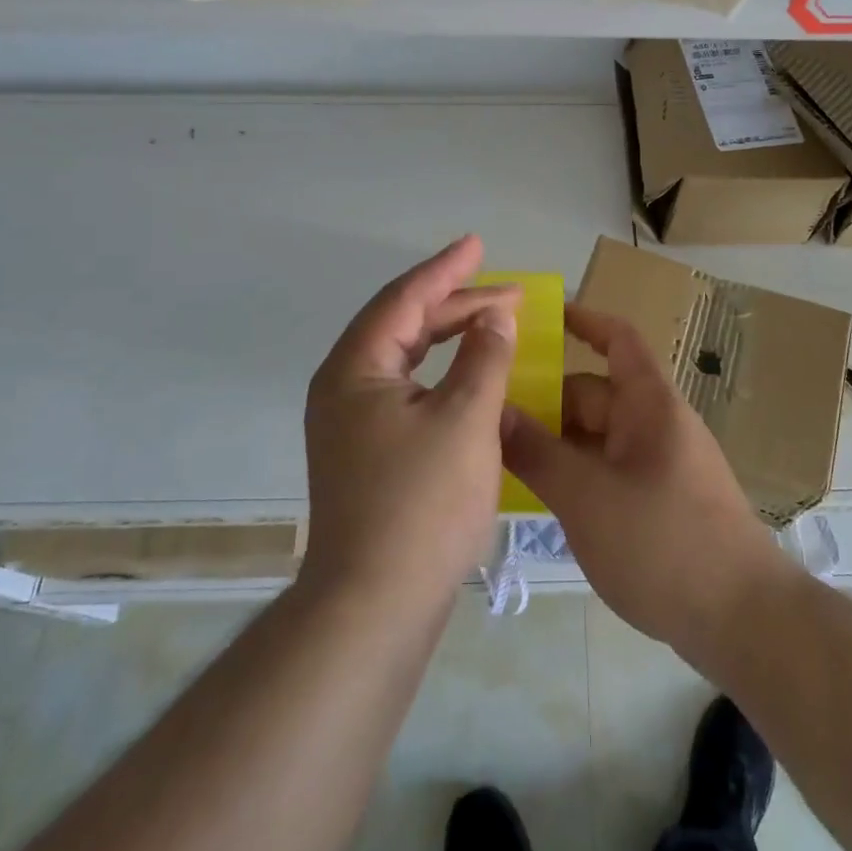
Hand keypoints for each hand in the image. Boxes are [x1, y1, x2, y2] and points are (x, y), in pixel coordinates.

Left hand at [300, 235, 519, 607]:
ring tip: (495, 323)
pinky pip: (408, 391)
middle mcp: (344, 388)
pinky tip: (472, 379)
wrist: (375, 606)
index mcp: (356, 369)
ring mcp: (352, 424)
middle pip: (404, 326)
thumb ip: (485, 357)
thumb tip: (494, 316)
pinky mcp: (367, 453)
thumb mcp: (466, 419)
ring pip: (407, 360)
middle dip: (456, 304)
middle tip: (507, 292)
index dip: (445, 269)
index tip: (477, 244)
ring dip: (450, 338)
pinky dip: (443, 375)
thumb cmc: (422, 504)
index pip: (404, 299)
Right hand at [500, 304, 795, 658]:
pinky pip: (607, 470)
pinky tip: (539, 497)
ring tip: (499, 458)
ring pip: (596, 437)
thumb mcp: (586, 496)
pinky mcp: (658, 503)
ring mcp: (658, 465)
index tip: (537, 319)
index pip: (617, 339)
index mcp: (649, 404)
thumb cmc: (663, 542)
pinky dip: (574, 473)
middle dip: (545, 400)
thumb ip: (536, 452)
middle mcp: (655, 425)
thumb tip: (493, 411)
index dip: (582, 321)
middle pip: (593, 394)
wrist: (741, 620)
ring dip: (555, 442)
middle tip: (487, 415)